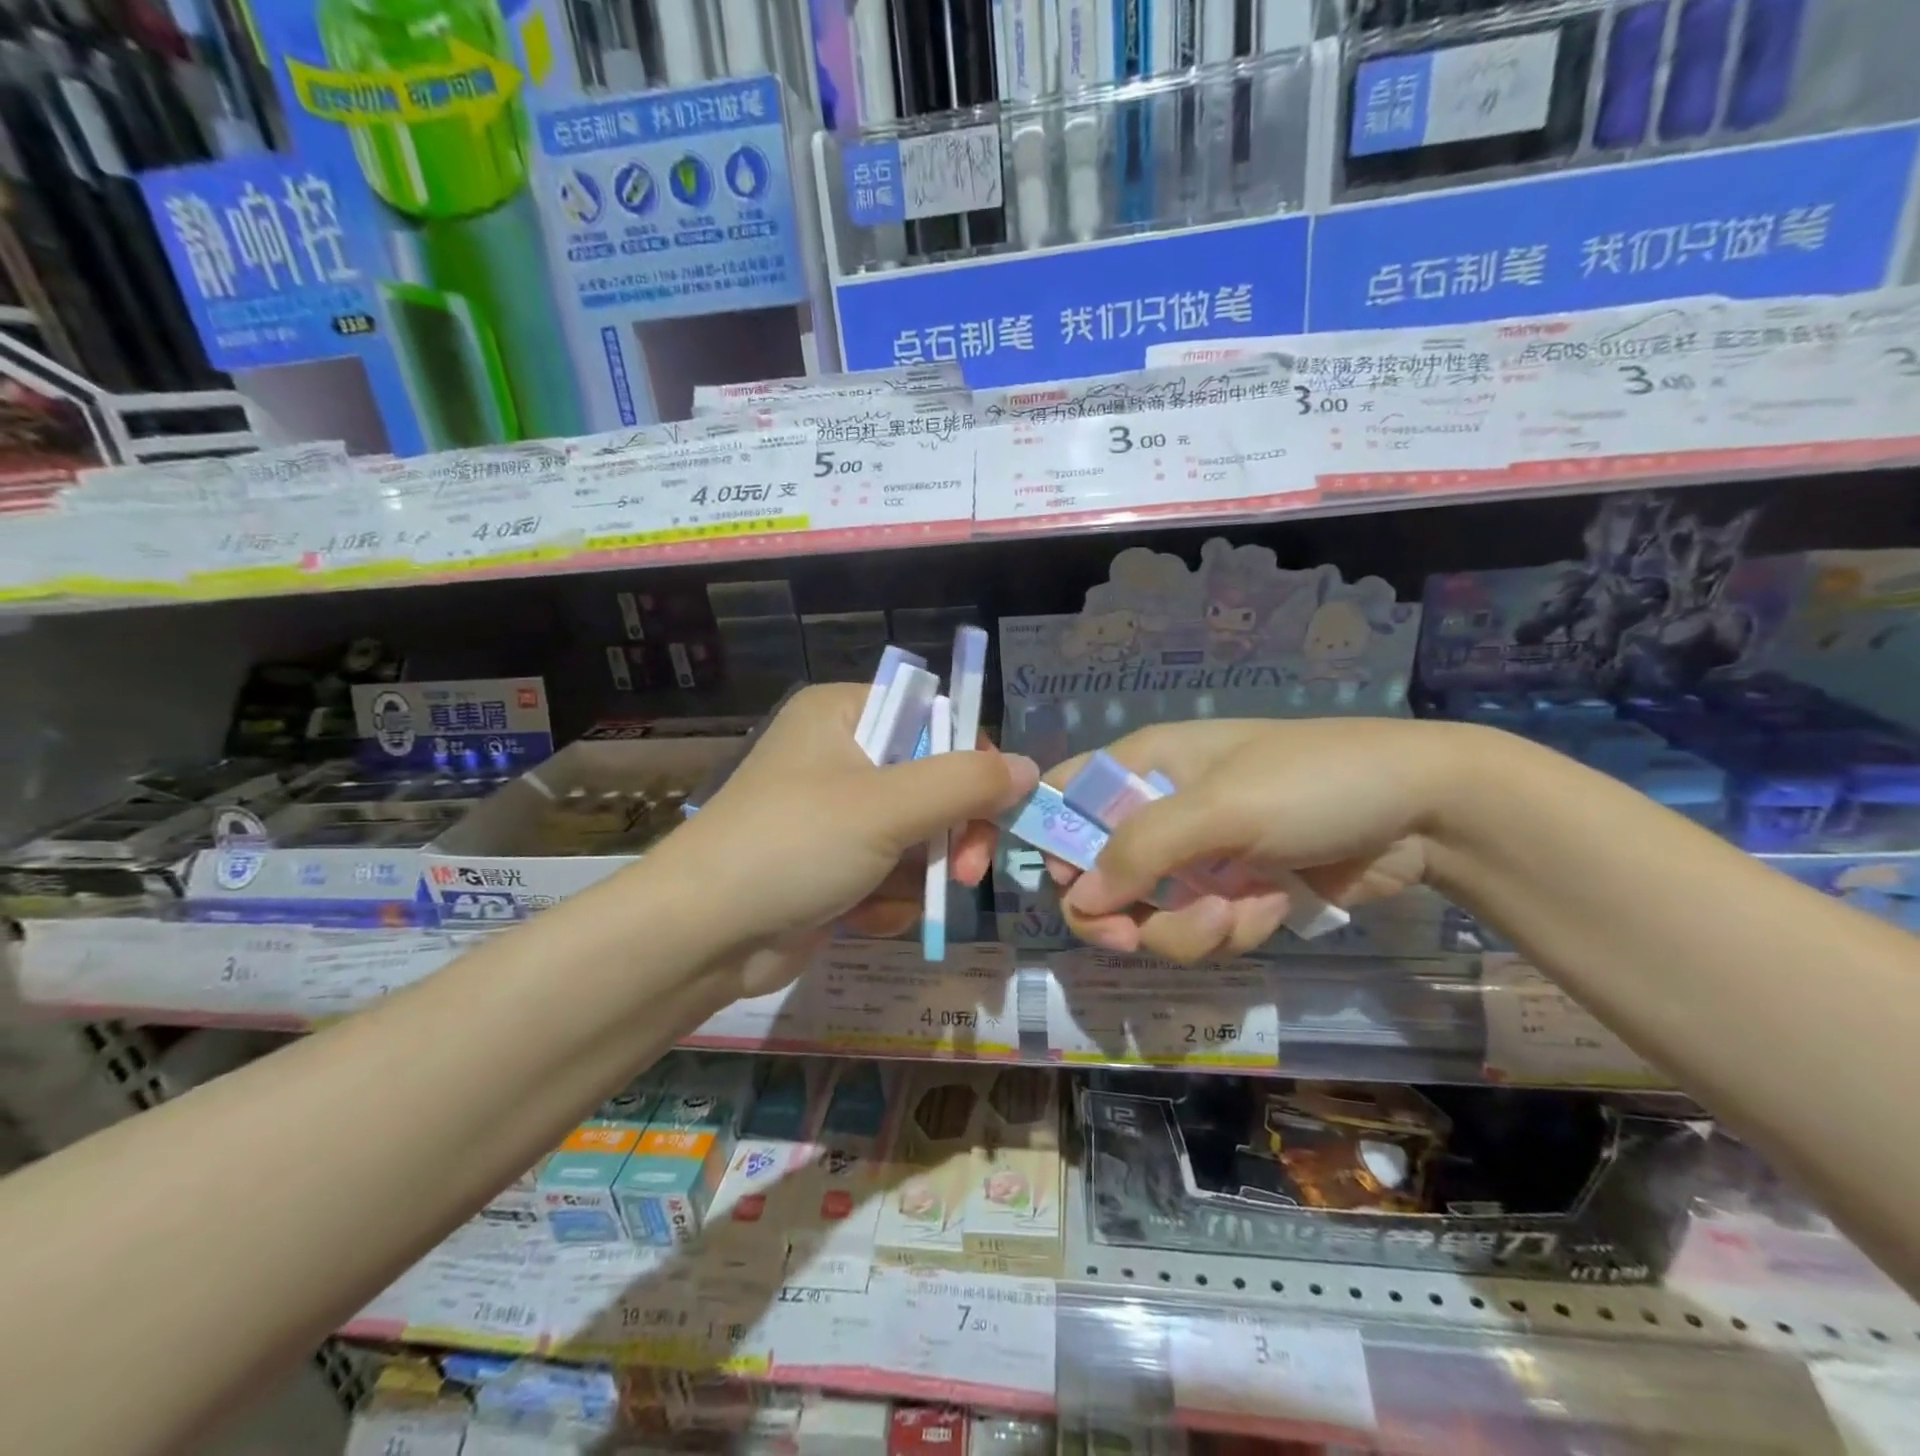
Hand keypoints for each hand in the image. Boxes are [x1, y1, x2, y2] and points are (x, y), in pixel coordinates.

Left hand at [659, 684, 1037, 995]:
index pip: (933, 717)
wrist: (702, 937)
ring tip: (894, 900)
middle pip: (931, 781)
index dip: (969, 760)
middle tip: (964, 872)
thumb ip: (964, 783)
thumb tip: (1027, 767)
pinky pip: (887, 871)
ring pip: (915, 834)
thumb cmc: (793, 846)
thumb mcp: (886, 807)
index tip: (993, 807)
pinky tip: (861, 916)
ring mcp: (834, 814)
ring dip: (918, 874)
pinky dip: (886, 898)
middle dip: (950, 834)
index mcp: (843, 713)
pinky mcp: (829, 865)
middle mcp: (839, 754)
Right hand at [1045, 718, 1467, 960]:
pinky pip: (1202, 931)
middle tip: (1132, 936)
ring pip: (1149, 916)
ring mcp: (1196, 858)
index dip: (1053, 841)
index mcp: (1144, 768)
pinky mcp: (1232, 894)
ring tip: (1242, 910)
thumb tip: (1076, 900)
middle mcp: (1158, 812)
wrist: (1423, 813)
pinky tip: (1275, 904)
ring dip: (1189, 927)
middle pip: (1097, 876)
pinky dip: (1234, 929)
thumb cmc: (1313, 783)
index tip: (1068, 882)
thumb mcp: (1221, 807)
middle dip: (1118, 913)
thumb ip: (1141, 850)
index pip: (1065, 797)